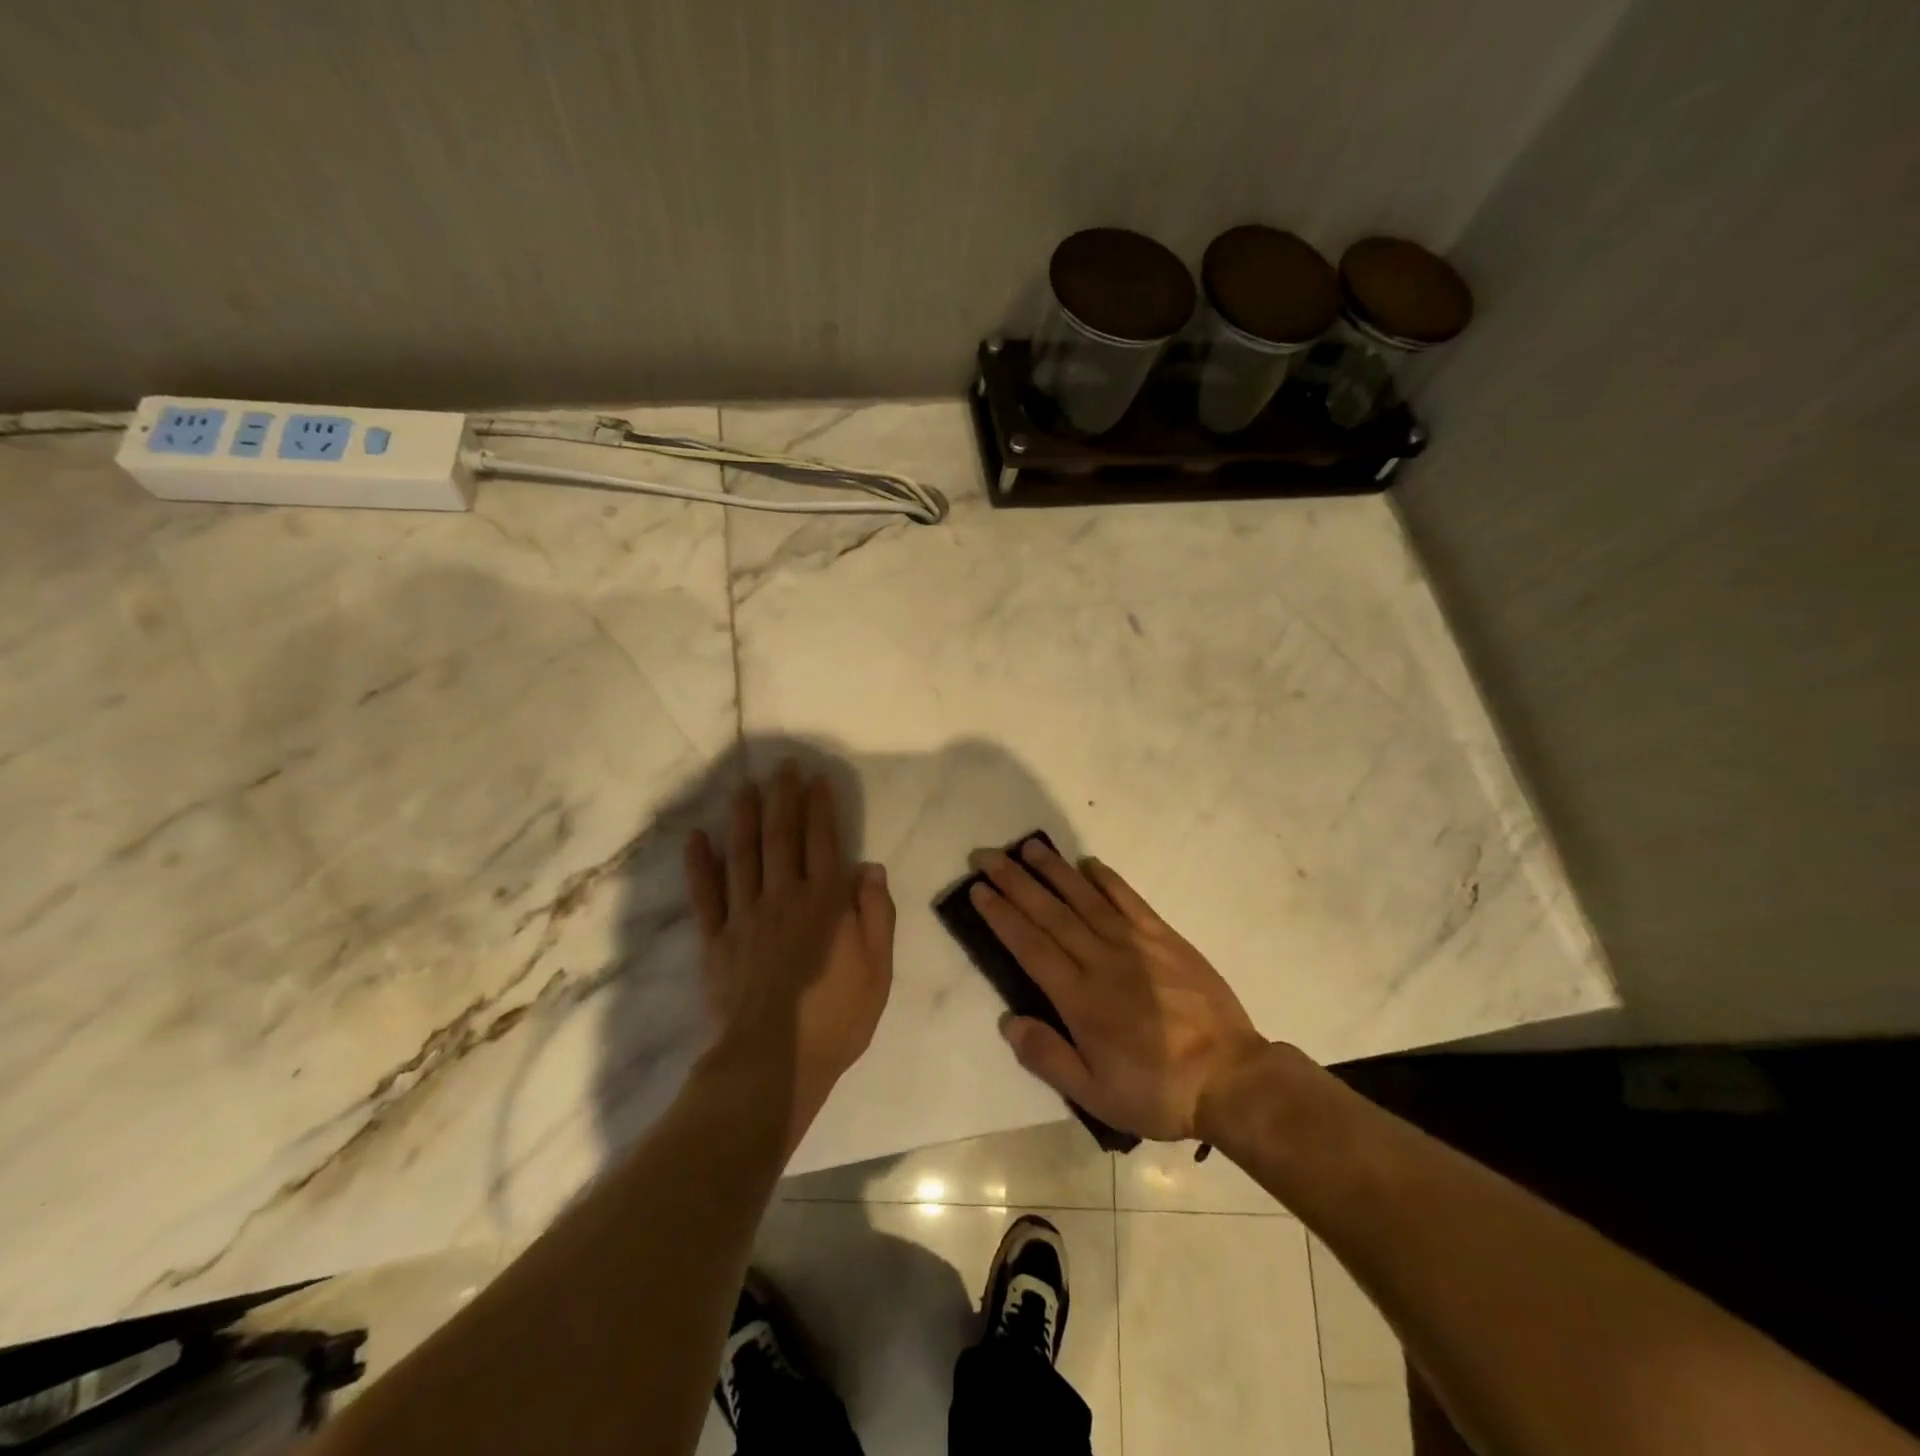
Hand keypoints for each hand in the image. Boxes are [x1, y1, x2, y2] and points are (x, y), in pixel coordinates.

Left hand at [685, 762, 894, 1151]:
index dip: (820, 807)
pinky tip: (697, 837)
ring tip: (744, 786)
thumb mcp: (878, 970)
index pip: (823, 841)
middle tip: (782, 766)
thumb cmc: (834, 1018)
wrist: (773, 1063)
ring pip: (742, 854)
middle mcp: (783, 897)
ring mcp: (744, 916)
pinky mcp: (715, 940)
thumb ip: (876, 914)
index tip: (817, 779)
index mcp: (824, 903)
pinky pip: (704, 895)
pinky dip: (699, 864)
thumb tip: (869, 867)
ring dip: (744, 816)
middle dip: (783, 798)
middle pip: (781, 836)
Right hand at [968, 839, 1266, 1141]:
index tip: (978, 889)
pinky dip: (1108, 880)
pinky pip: (1130, 901)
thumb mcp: (1094, 1094)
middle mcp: (1101, 961)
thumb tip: (1008, 1018)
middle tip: (988, 855)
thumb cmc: (1157, 1091)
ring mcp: (1135, 944)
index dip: (1001, 915)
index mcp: (1079, 998)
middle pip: (1050, 913)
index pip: (1030, 945)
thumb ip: (1047, 1056)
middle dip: (1015, 882)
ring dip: (1054, 871)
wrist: (1230, 1078)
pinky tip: (1089, 864)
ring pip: (1085, 899)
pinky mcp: (1165, 938)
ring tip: (1029, 847)